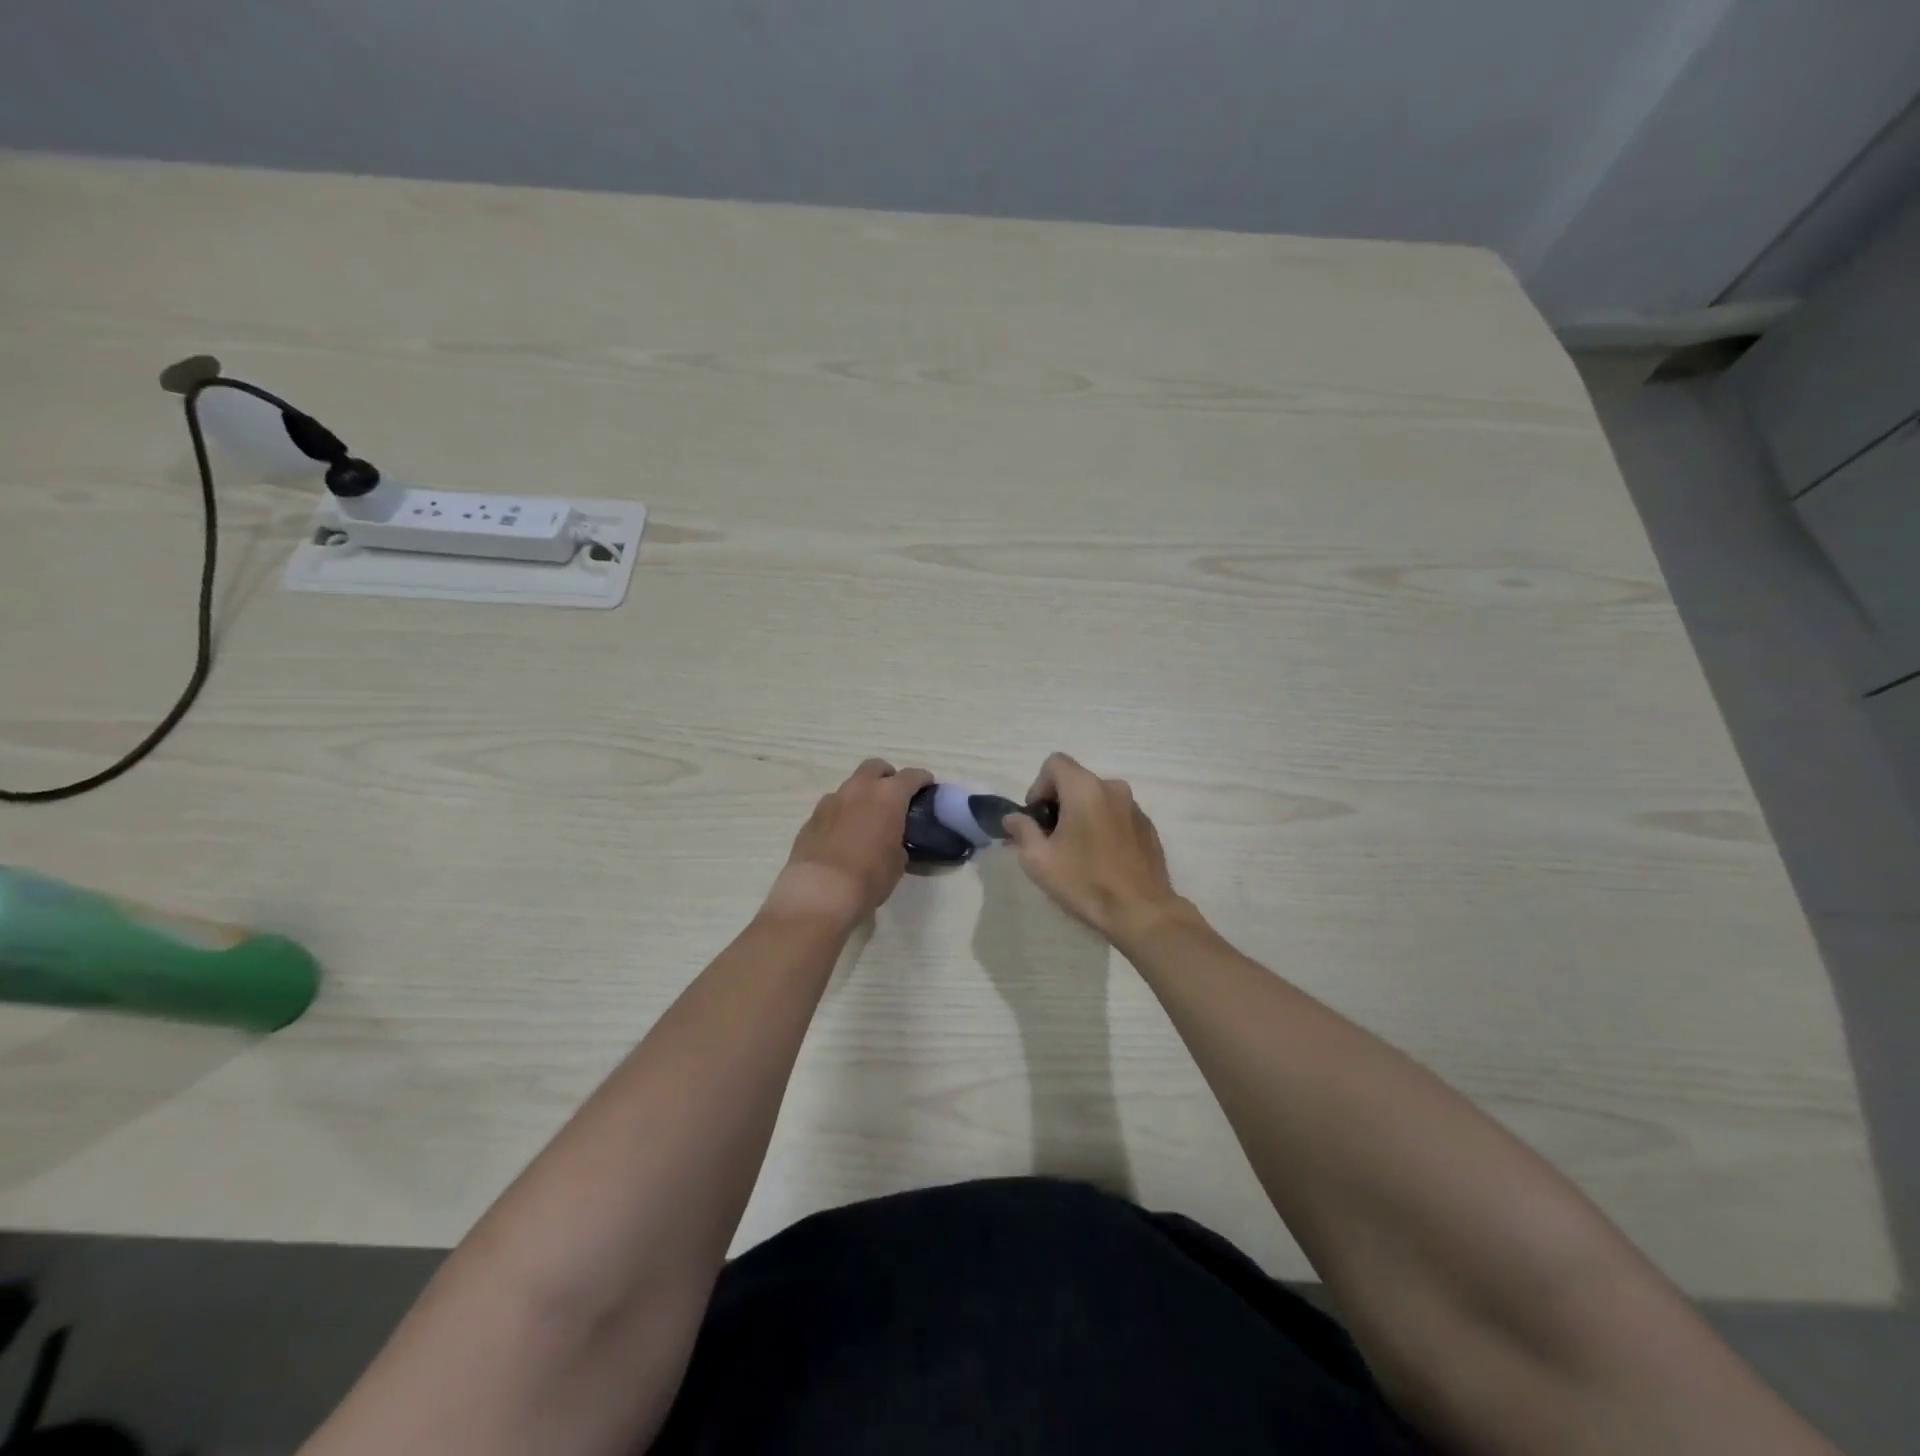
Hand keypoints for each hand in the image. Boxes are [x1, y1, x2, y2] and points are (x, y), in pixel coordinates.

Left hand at [763, 760, 933, 928]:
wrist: (820, 892)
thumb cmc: (869, 877)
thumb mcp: (897, 862)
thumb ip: (897, 842)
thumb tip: (890, 842)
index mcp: (888, 796)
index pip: (911, 776)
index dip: (921, 780)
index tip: (927, 786)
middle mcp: (859, 790)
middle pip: (875, 767)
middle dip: (887, 776)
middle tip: (893, 796)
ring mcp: (831, 801)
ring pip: (851, 786)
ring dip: (861, 796)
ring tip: (866, 819)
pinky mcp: (811, 818)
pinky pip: (832, 807)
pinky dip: (842, 814)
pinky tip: (843, 835)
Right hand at [1003, 753, 1194, 944]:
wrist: (1141, 911)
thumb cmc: (1085, 881)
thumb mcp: (1039, 860)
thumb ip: (1022, 831)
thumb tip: (1013, 818)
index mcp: (1085, 789)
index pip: (1055, 763)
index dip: (1039, 785)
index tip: (1037, 817)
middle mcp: (1112, 788)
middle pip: (1076, 780)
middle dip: (1059, 802)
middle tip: (1051, 837)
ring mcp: (1134, 807)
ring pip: (1098, 798)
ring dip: (1082, 814)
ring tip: (1077, 850)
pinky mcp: (1148, 826)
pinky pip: (1116, 814)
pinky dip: (1103, 826)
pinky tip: (1101, 858)